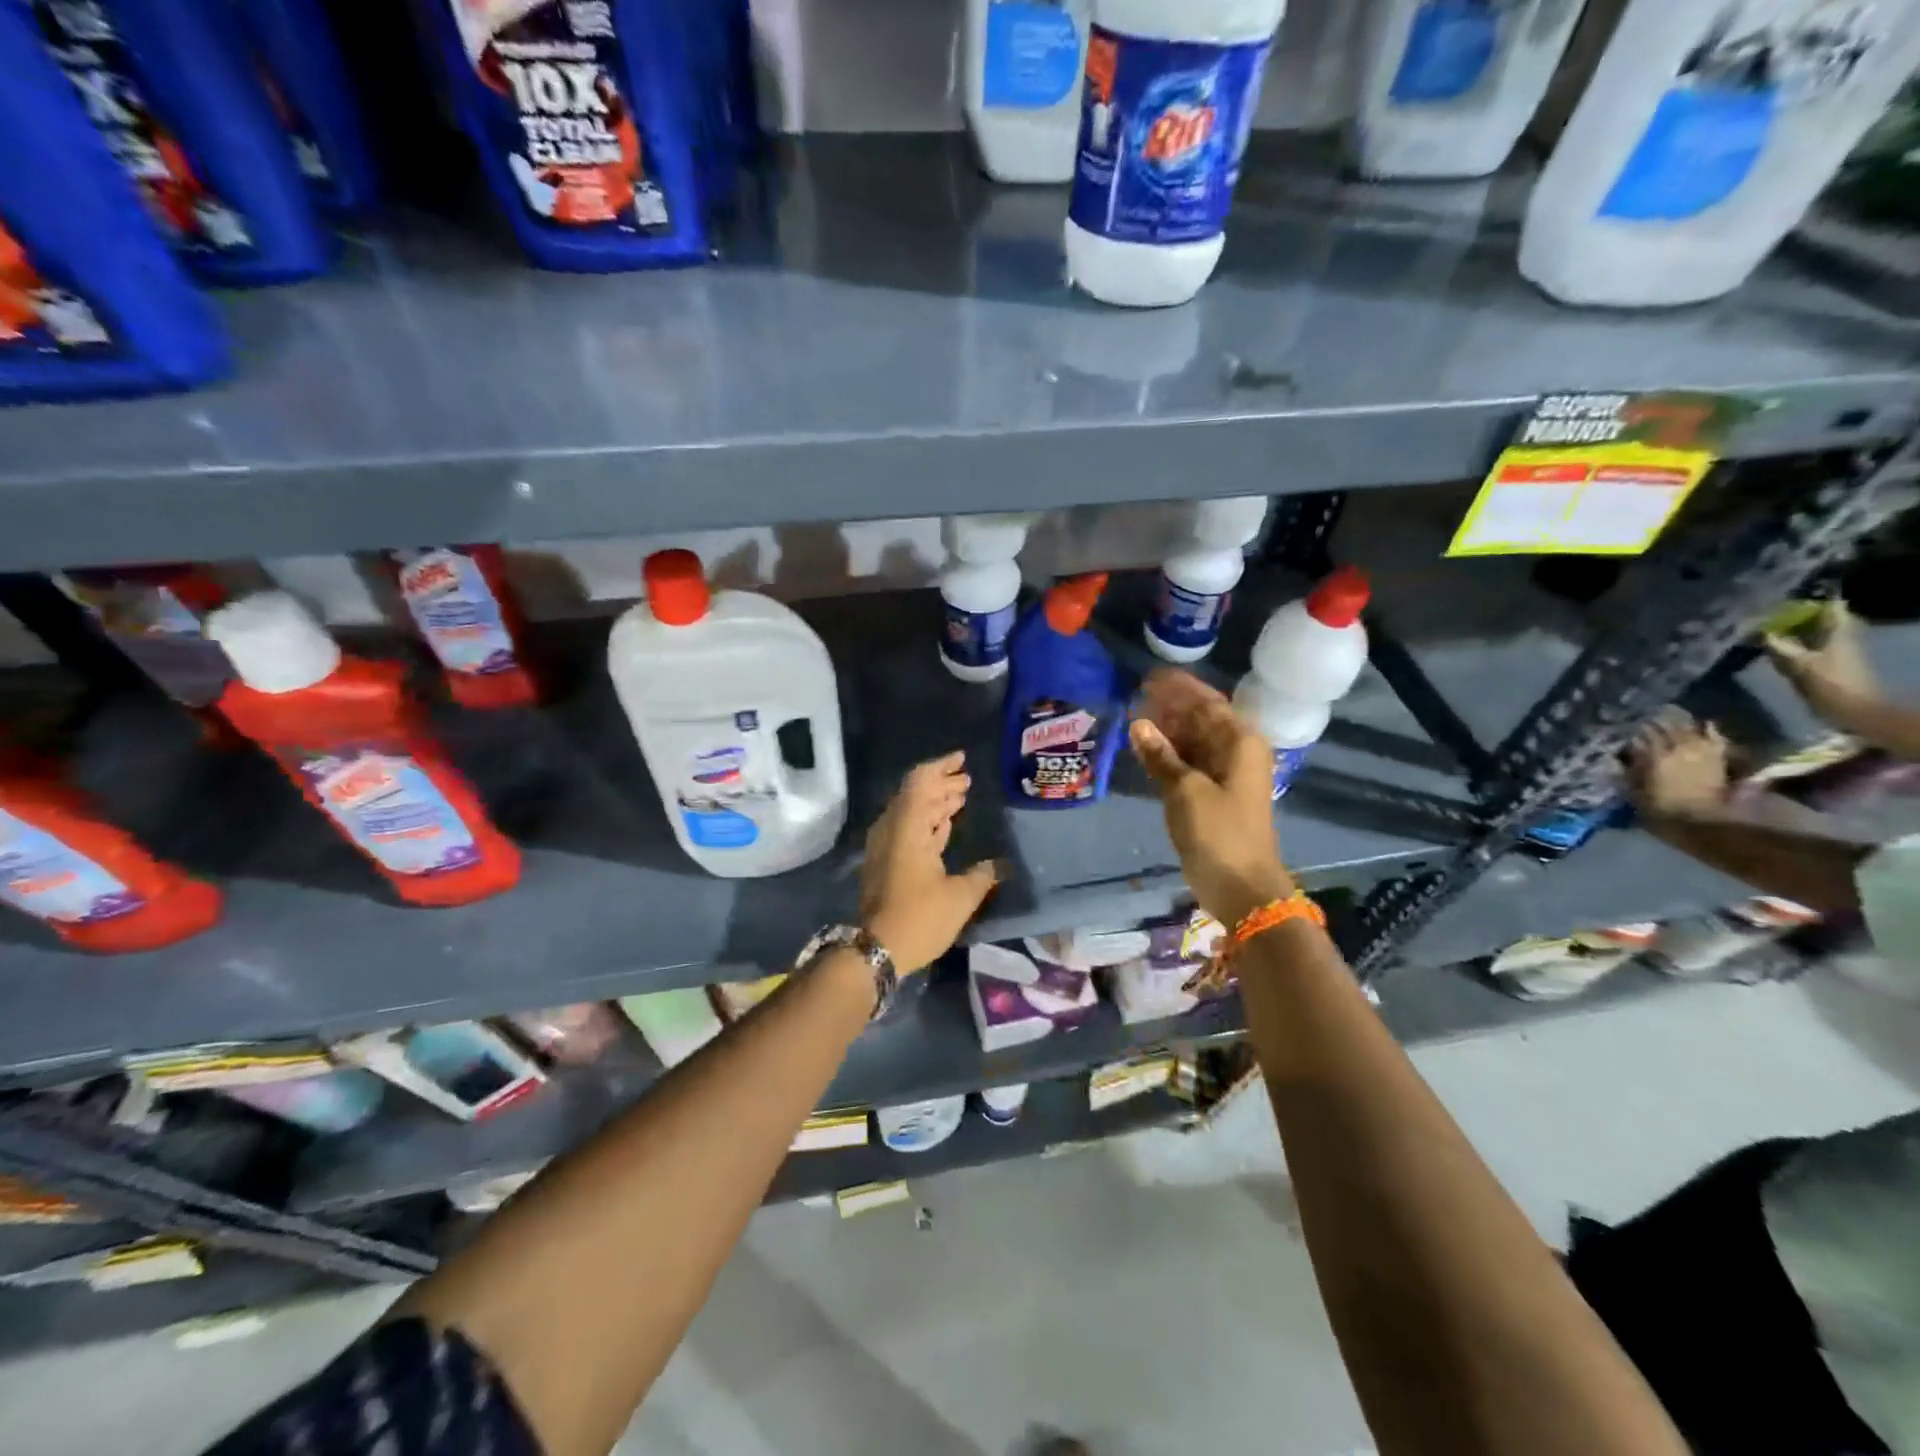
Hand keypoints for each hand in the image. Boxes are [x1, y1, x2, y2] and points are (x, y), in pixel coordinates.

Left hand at [860, 751, 997, 973]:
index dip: (941, 767)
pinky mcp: (885, 863)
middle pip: (914, 794)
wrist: (875, 950)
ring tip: (960, 798)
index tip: (962, 760)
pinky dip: (926, 823)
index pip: (921, 782)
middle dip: (941, 784)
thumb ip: (982, 875)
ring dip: (934, 803)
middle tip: (967, 781)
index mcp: (907, 827)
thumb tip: (1000, 864)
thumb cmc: (919, 918)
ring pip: (910, 813)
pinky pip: (907, 830)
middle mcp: (891, 829)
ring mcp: (885, 846)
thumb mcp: (960, 897)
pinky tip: (944, 827)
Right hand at [1129, 669, 1293, 927]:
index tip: (1149, 677)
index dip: (1179, 688)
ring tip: (1134, 717)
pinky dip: (1168, 754)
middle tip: (1135, 696)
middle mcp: (1236, 752)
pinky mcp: (1211, 795)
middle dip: (1170, 707)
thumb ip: (1162, 756)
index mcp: (1240, 743)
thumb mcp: (1186, 791)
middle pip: (1201, 719)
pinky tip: (1144, 748)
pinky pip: (1188, 763)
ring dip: (1167, 729)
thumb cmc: (1219, 833)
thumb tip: (1139, 725)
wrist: (1242, 887)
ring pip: (1193, 741)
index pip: (1207, 703)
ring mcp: (1224, 775)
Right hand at [1624, 716, 1730, 819]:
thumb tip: (1617, 758)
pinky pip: (1714, 738)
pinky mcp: (1717, 758)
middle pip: (1664, 727)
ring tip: (1669, 715)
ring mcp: (1700, 751)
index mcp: (1654, 756)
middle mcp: (1677, 748)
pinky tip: (1704, 724)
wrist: (1704, 823)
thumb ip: (1627, 772)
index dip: (1630, 730)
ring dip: (1678, 721)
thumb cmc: (1662, 810)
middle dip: (1653, 721)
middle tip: (1644, 717)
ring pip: (1688, 728)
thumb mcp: (1634, 793)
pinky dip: (1709, 730)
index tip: (1622, 727)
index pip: (1639, 735)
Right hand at [1766, 601, 1881, 732]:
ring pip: (1808, 633)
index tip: (1782, 597)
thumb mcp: (1799, 664)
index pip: (1829, 606)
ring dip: (1787, 630)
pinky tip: (1768, 647)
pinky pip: (1803, 646)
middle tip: (1761, 613)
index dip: (1809, 599)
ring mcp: (1831, 650)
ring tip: (1759, 628)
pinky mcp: (1823, 664)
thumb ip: (1777, 646)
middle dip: (1792, 614)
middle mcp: (1837, 636)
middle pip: (1816, 618)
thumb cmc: (1830, 683)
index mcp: (1838, 631)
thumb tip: (1756, 632)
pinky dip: (1787, 644)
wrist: (1852, 710)